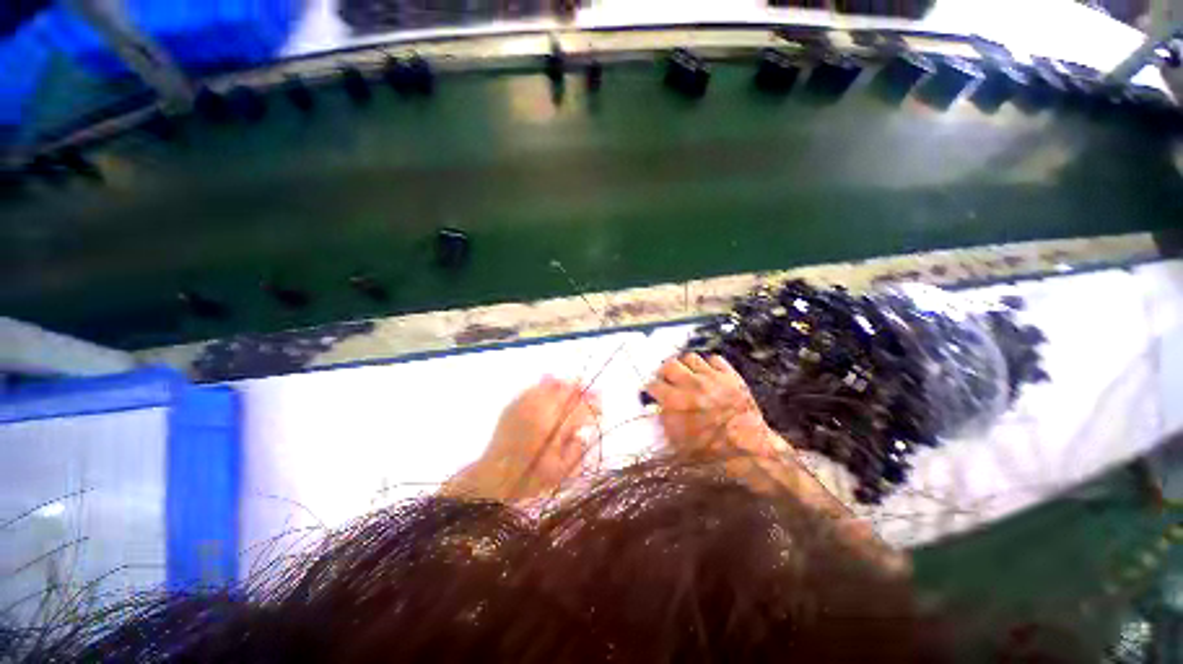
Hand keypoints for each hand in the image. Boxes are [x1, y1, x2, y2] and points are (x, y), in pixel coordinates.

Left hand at [443, 377, 600, 502]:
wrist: (494, 476)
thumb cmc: (530, 477)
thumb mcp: (560, 472)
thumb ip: (577, 450)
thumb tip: (584, 432)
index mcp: (554, 428)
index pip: (581, 410)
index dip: (594, 407)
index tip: (601, 410)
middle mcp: (541, 410)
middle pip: (568, 392)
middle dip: (583, 392)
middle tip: (593, 394)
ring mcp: (525, 404)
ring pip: (551, 385)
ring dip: (567, 385)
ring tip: (575, 386)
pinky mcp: (514, 404)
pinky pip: (534, 387)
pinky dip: (546, 384)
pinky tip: (552, 382)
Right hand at [645, 353, 780, 458]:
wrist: (748, 449)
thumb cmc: (710, 450)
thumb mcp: (678, 441)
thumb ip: (665, 418)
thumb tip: (659, 404)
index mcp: (676, 401)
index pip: (653, 385)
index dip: (651, 389)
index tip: (652, 391)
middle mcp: (692, 384)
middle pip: (669, 364)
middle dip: (665, 372)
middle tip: (667, 379)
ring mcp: (712, 378)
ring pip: (690, 357)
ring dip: (685, 366)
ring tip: (687, 375)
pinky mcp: (730, 376)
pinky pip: (714, 359)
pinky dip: (709, 365)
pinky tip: (708, 375)